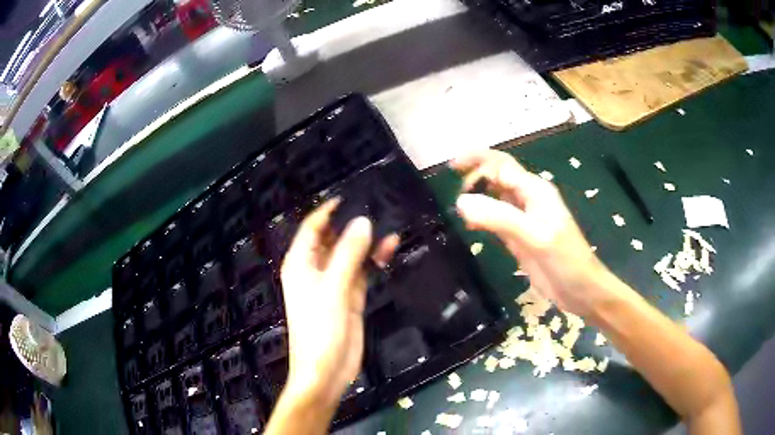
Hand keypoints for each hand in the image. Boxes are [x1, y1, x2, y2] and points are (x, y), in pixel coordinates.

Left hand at [279, 200, 398, 405]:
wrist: (326, 371)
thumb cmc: (320, 329)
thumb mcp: (333, 289)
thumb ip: (348, 255)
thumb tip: (362, 222)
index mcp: (301, 263)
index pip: (313, 227)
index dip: (329, 210)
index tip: (352, 195)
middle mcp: (315, 269)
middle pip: (334, 238)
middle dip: (353, 223)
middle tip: (379, 205)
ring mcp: (334, 282)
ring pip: (351, 253)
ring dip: (367, 241)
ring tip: (390, 224)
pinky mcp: (350, 295)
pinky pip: (363, 270)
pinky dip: (374, 260)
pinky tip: (390, 247)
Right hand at [451, 150, 609, 316]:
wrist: (581, 290)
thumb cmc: (565, 259)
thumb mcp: (534, 236)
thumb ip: (499, 217)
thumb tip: (461, 202)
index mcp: (535, 190)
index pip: (501, 165)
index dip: (477, 160)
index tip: (450, 165)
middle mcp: (528, 199)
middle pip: (497, 176)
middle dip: (474, 176)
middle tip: (454, 194)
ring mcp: (523, 218)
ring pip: (495, 197)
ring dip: (476, 196)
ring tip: (456, 205)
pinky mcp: (518, 237)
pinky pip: (495, 219)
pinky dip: (480, 217)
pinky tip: (469, 225)